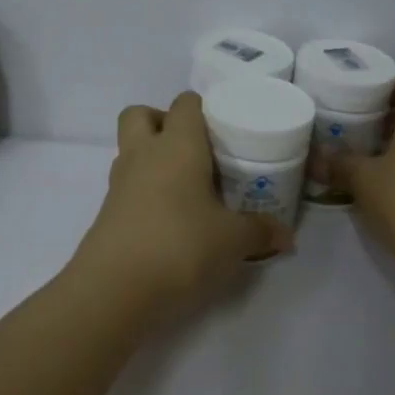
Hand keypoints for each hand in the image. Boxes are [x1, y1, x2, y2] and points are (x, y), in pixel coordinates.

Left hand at [69, 92, 291, 318]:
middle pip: (141, 115)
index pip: (185, 103)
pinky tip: (172, 220)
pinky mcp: (108, 213)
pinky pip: (128, 187)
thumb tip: (286, 235)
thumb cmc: (181, 247)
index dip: (204, 109)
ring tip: (188, 189)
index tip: (226, 131)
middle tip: (196, 151)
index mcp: (177, 146)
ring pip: (131, 151)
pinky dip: (146, 194)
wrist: (114, 290)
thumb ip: (260, 232)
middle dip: (164, 123)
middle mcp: (143, 155)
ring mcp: (119, 184)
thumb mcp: (233, 241)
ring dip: (153, 160)